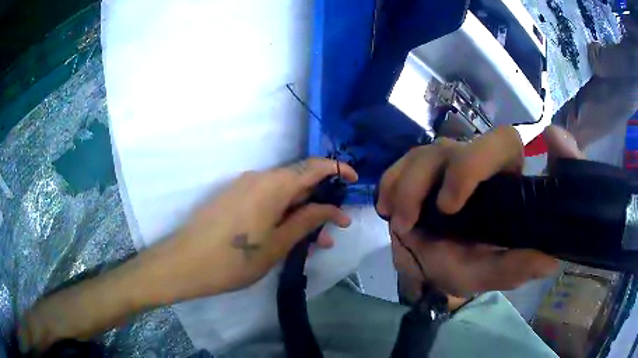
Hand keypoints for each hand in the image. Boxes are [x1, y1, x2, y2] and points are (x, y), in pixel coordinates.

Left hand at [144, 158, 358, 302]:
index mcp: (273, 185)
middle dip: (319, 202)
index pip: (313, 167)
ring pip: (282, 195)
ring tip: (314, 242)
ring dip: (300, 214)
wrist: (185, 263)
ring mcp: (243, 187)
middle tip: (333, 228)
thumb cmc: (234, 259)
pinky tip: (287, 237)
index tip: (354, 181)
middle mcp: (258, 178)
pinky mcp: (233, 198)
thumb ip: (307, 221)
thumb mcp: (278, 244)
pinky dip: (281, 215)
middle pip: (298, 181)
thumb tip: (333, 209)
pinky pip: (265, 200)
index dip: (337, 171)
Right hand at [377, 126, 581, 298]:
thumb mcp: (489, 274)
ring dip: (409, 190)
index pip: (505, 144)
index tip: (460, 200)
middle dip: (447, 176)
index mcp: (504, 181)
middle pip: (461, 146)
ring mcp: (444, 161)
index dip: (485, 157)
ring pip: (425, 155)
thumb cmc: (464, 267)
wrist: (428, 267)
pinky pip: (400, 164)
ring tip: (402, 226)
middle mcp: (476, 163)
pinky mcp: (417, 167)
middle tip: (430, 215)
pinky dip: (391, 185)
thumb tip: (549, 261)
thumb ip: (514, 269)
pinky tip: (388, 209)